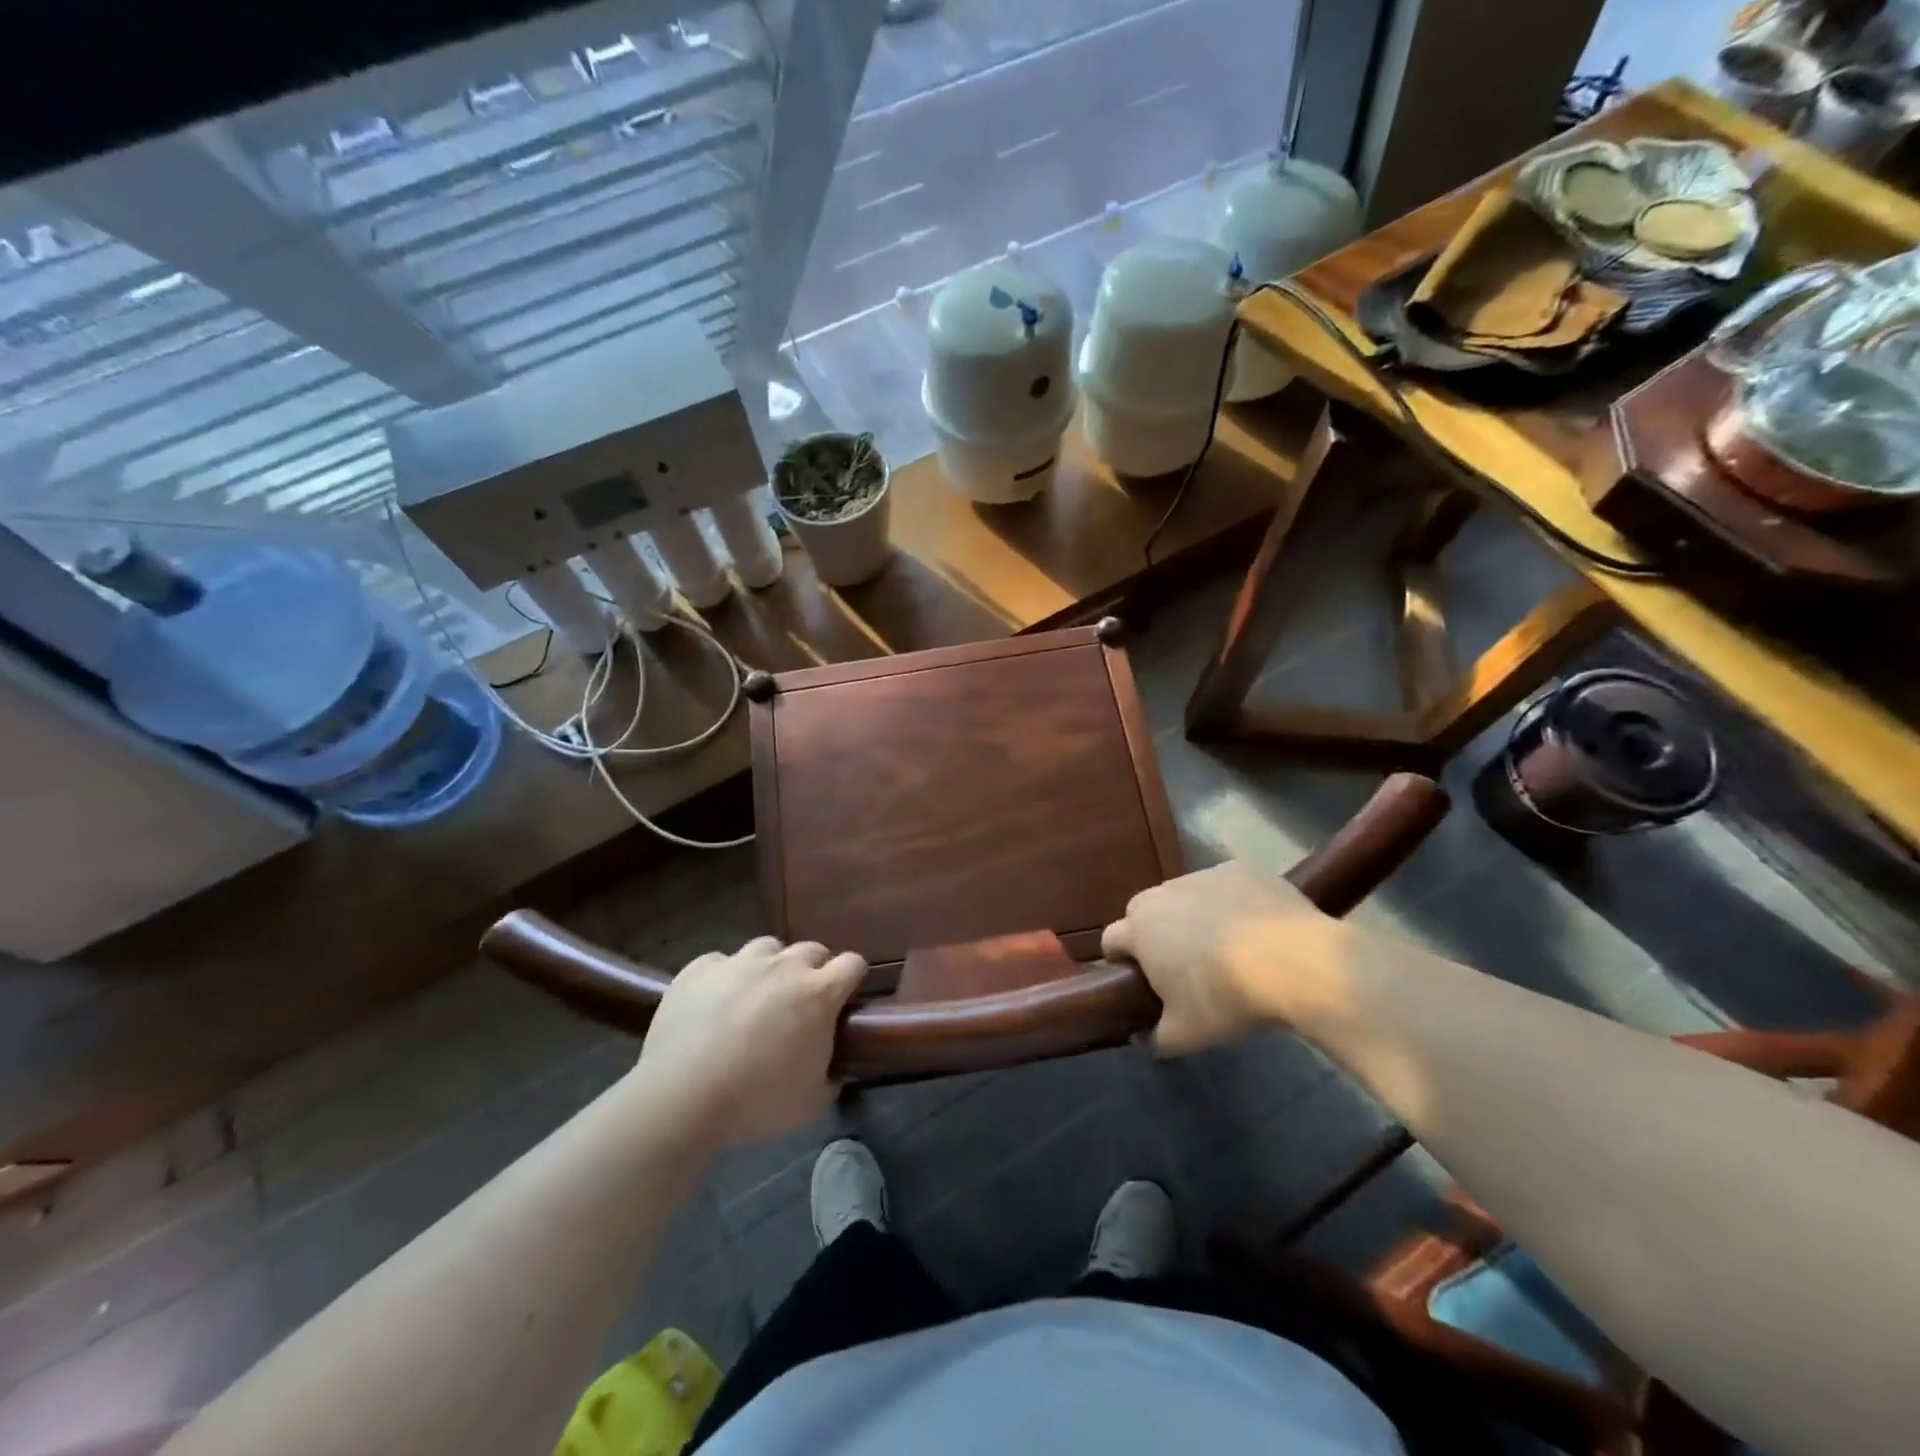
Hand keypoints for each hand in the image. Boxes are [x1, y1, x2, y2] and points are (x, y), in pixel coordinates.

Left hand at [630, 937, 866, 1146]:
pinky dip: (724, 976)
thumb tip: (835, 1071)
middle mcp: (784, 967)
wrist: (682, 1098)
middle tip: (800, 1002)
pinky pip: (721, 961)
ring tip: (757, 994)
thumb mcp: (811, 1103)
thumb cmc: (756, 1102)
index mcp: (818, 994)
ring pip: (767, 947)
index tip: (845, 997)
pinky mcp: (700, 968)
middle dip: (813, 970)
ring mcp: (740, 962)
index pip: (852, 963)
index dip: (852, 977)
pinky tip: (714, 1001)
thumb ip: (831, 1079)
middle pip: (811, 950)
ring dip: (770, 966)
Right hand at [1102, 861, 1337, 1054]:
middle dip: (1152, 933)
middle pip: (1143, 911)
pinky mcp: (1238, 869)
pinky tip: (1253, 926)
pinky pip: (1222, 886)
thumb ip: (1154, 1038)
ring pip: (1183, 895)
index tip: (1138, 980)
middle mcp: (1162, 894)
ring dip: (1190, 915)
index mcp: (1139, 930)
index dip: (1120, 961)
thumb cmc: (1227, 997)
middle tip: (1179, 964)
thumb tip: (1141, 1037)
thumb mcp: (1186, 1034)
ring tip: (1222, 945)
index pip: (1110, 939)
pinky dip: (1228, 902)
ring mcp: (1201, 876)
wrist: (1296, 961)